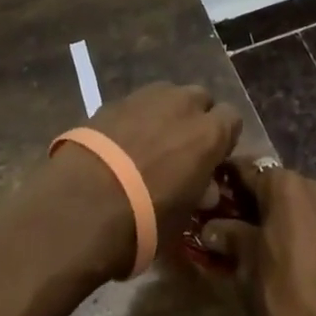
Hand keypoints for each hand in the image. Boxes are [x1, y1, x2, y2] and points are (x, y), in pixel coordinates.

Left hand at [44, 83, 243, 277]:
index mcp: (208, 132)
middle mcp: (183, 103)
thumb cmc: (144, 220)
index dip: (223, 138)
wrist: (83, 203)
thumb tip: (205, 186)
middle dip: (195, 119)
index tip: (212, 160)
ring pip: (168, 95)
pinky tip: (122, 144)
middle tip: (182, 150)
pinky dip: (136, 118)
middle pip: (200, 99)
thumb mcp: (182, 217)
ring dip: (166, 114)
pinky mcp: (116, 99)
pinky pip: (138, 103)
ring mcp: (147, 96)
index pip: (232, 118)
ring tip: (150, 145)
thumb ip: (198, 192)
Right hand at [197, 162, 315, 315]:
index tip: (212, 196)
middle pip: (278, 187)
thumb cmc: (289, 305)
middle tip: (236, 229)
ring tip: (265, 248)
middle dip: (257, 204)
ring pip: (302, 206)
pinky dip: (306, 234)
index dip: (229, 184)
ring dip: (283, 219)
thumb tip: (212, 227)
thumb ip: (231, 239)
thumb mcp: (249, 273)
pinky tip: (295, 262)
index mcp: (287, 186)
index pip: (249, 172)